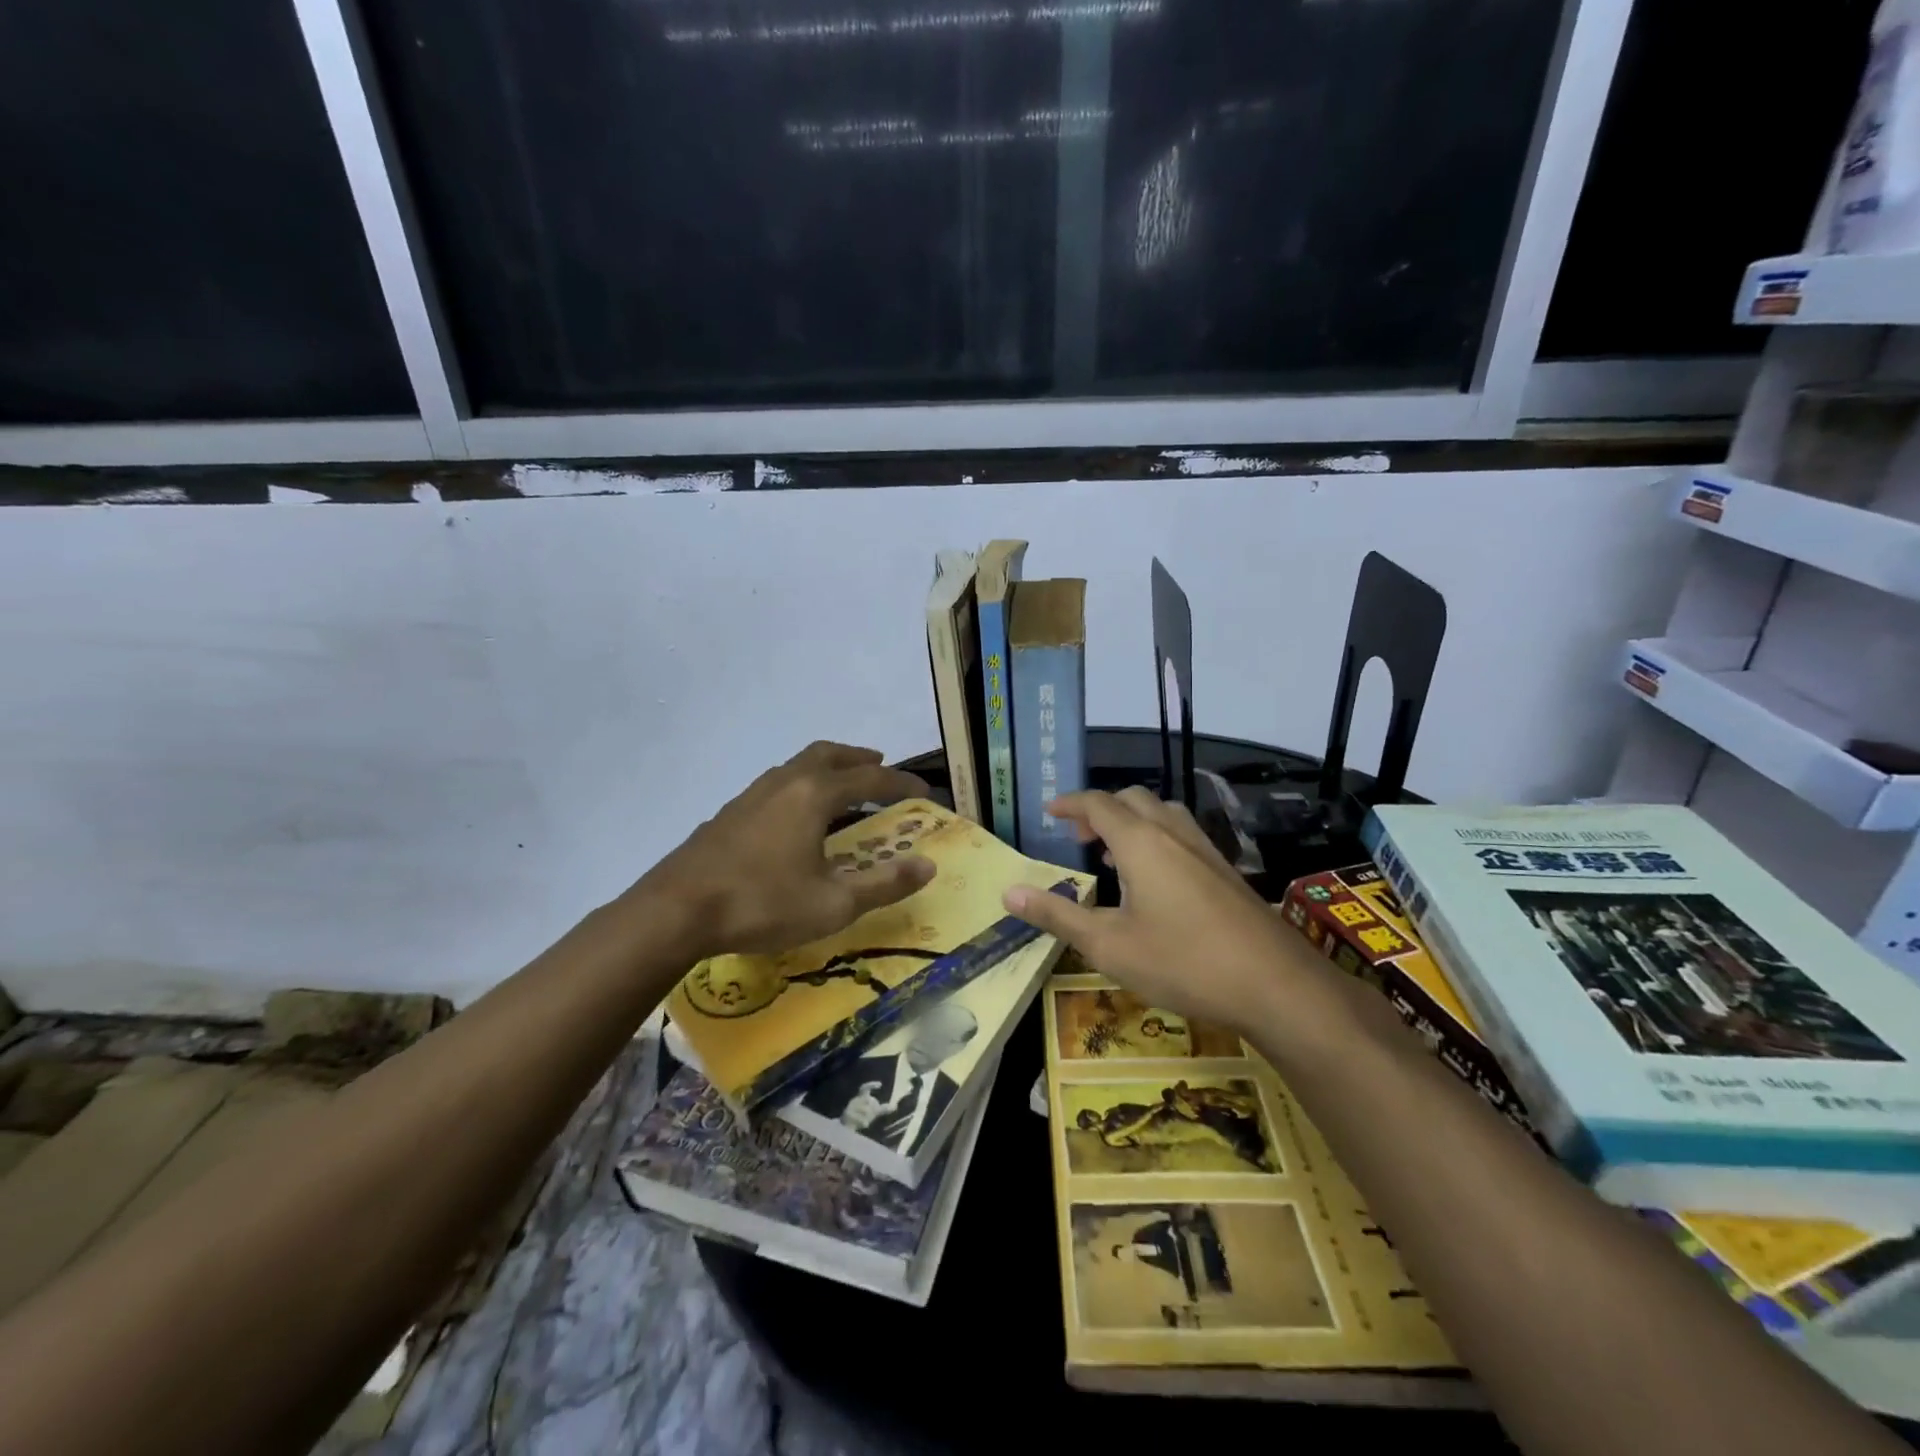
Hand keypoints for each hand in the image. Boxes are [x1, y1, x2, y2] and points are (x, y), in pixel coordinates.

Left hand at [639, 742, 934, 958]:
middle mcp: (785, 782)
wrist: (676, 911)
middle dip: (859, 758)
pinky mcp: (729, 813)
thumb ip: (884, 884)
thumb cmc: (763, 904)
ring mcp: (752, 795)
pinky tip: (795, 818)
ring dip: (826, 768)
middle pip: (829, 754)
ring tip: (841, 787)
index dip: (901, 783)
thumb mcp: (833, 903)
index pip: (870, 778)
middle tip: (879, 765)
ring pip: (797, 765)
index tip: (925, 791)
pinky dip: (800, 786)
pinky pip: (777, 785)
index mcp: (814, 795)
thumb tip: (928, 865)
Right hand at [843, 1081, 886, 1129]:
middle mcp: (854, 1100)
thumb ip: (884, 1109)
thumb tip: (895, 1106)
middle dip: (871, 1108)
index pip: (865, 1088)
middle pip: (866, 1099)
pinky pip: (858, 1118)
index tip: (880, 1084)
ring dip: (867, 1116)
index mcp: (861, 1097)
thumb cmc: (862, 1116)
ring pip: (863, 1109)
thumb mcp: (873, 1112)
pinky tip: (865, 1125)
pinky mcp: (846, 1116)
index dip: (872, 1085)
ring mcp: (849, 1108)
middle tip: (873, 1114)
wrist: (847, 1127)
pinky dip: (863, 1122)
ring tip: (867, 1122)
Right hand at [1001, 787, 1301, 1036]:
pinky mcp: (1225, 870)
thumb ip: (1057, 915)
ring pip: (1162, 813)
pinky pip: (1181, 834)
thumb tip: (1008, 892)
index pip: (1098, 804)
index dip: (1070, 803)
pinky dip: (1156, 838)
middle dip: (1100, 809)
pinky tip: (1155, 880)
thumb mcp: (1109, 945)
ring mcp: (1205, 849)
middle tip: (1078, 836)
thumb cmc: (1182, 962)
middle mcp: (1172, 833)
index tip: (1049, 811)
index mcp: (1140, 842)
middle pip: (1132, 799)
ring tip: (1111, 854)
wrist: (1275, 984)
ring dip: (1131, 821)